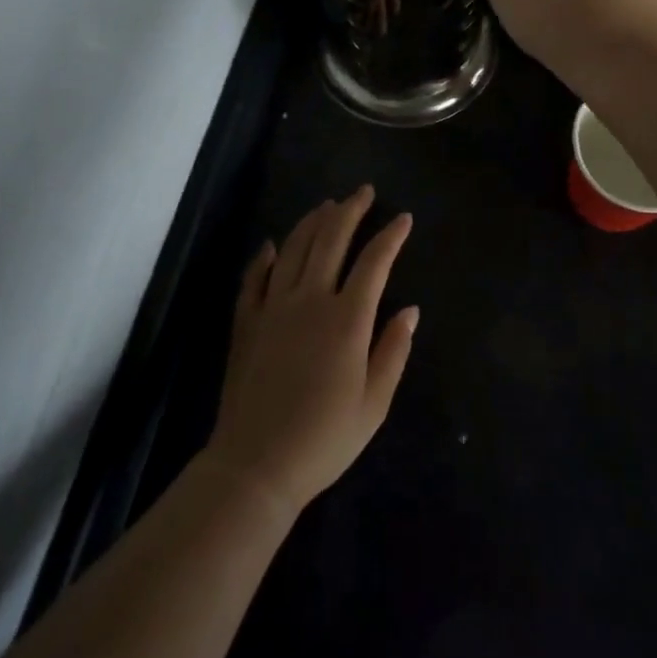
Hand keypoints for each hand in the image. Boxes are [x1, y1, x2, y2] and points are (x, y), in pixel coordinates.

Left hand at [205, 187, 417, 512]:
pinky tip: (272, 244)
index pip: (374, 262)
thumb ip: (393, 351)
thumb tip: (410, 310)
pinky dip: (264, 256)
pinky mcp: (246, 322)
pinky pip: (254, 278)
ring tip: (326, 206)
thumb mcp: (374, 403)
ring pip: (293, 248)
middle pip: (331, 240)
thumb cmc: (324, 438)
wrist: (256, 466)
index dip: (391, 236)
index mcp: (347, 319)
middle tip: (362, 191)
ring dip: (312, 222)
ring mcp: (273, 307)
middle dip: (350, 211)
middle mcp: (310, 300)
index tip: (404, 218)